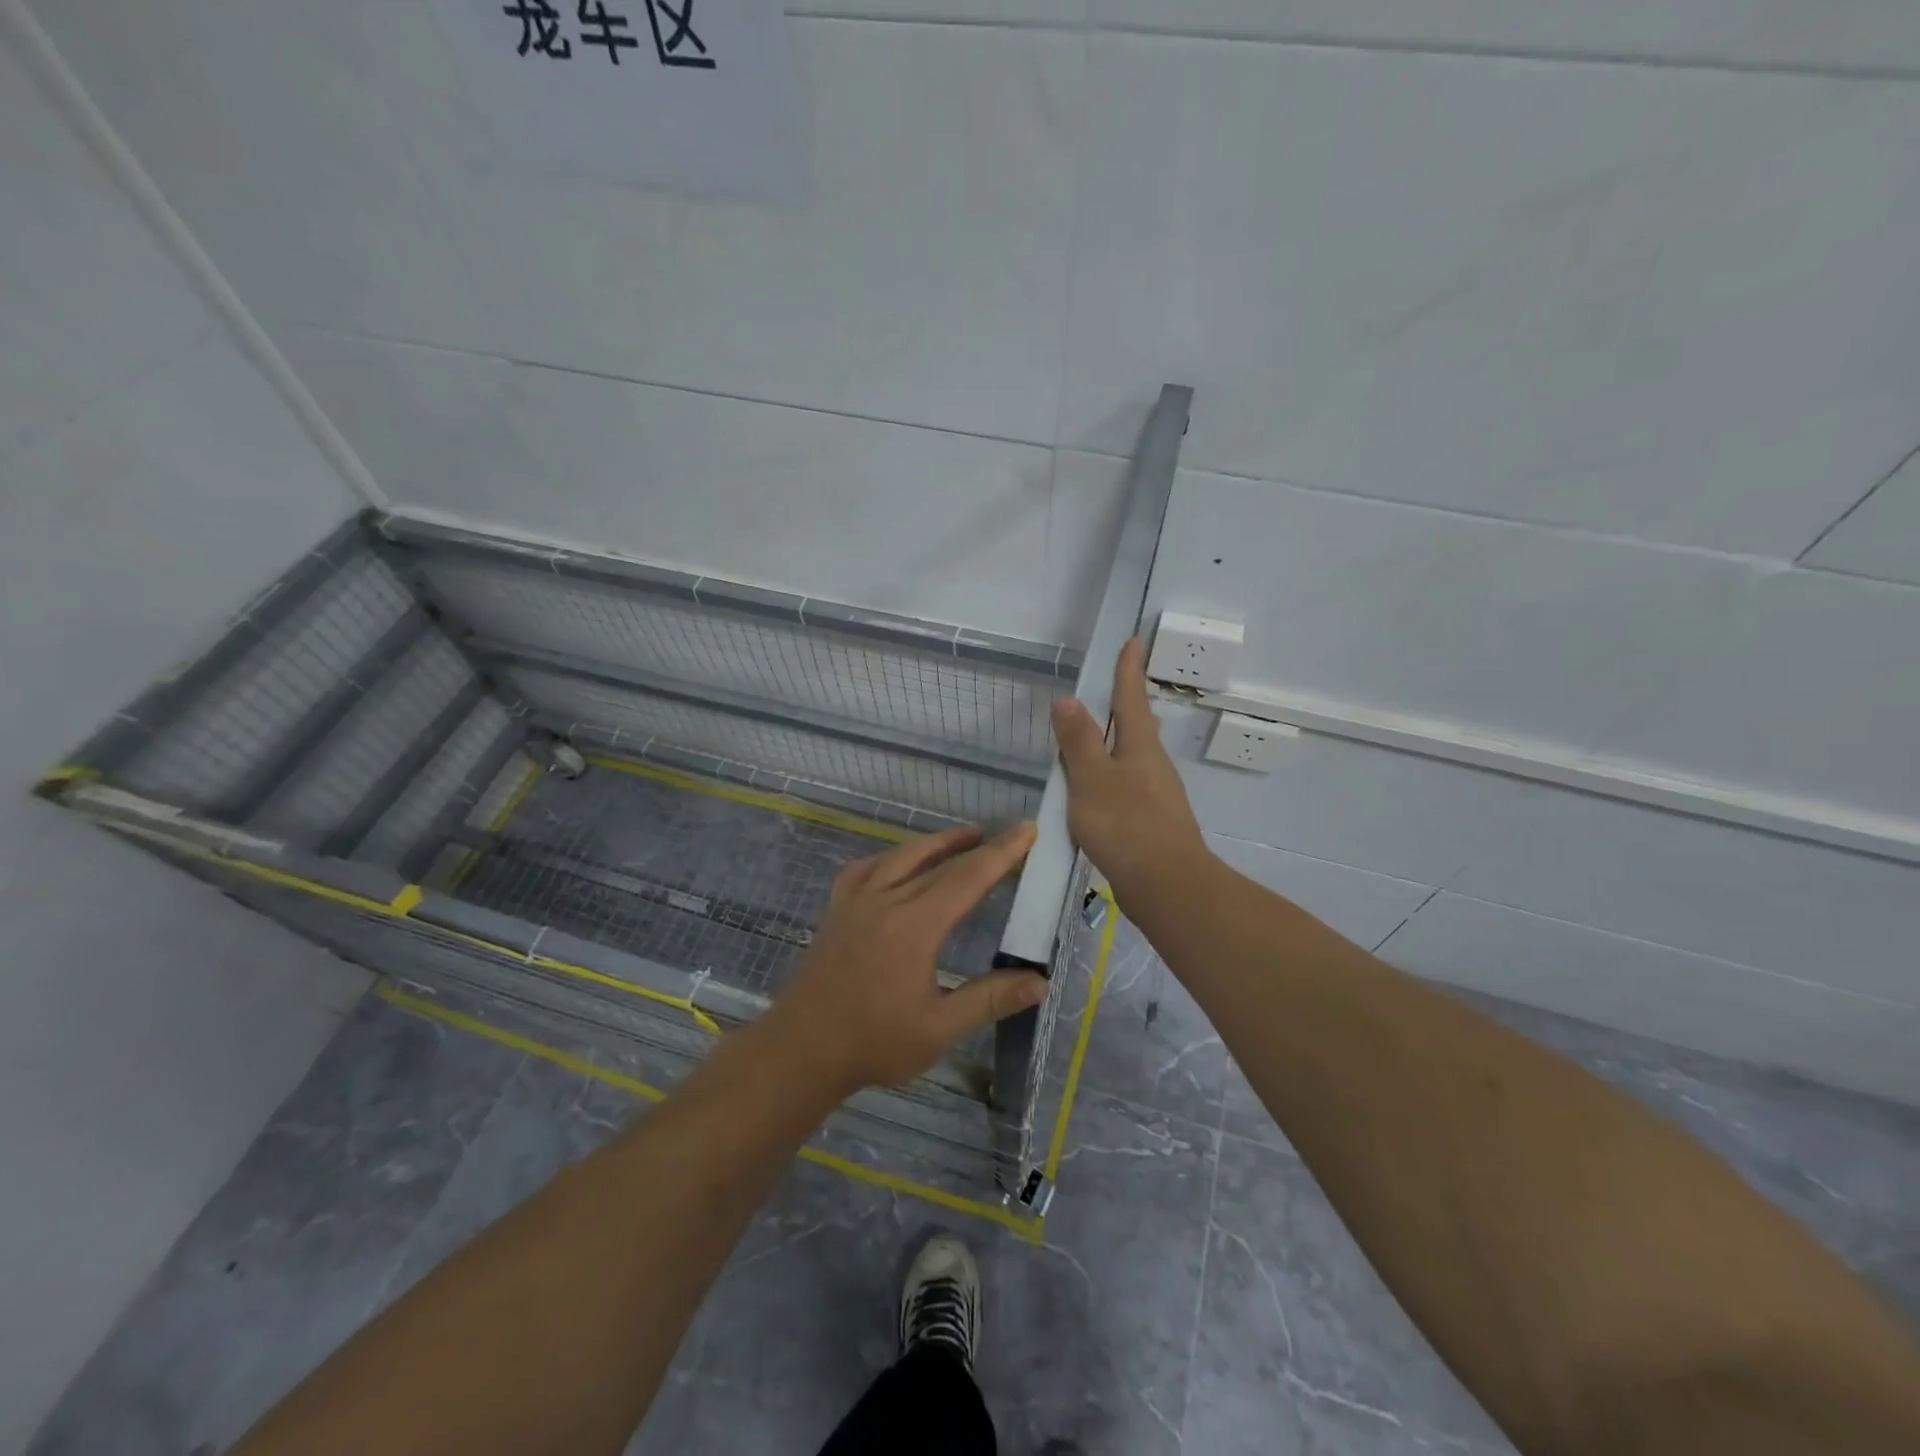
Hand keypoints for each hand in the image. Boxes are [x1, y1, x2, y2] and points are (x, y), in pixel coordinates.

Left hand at [764, 823, 1047, 1095]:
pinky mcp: (837, 908)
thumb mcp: (939, 1028)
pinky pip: (867, 867)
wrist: (800, 1049)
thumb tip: (1039, 981)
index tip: (1027, 829)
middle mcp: (886, 899)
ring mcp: (856, 900)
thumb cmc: (873, 1042)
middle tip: (1008, 834)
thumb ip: (990, 999)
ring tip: (965, 837)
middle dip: (979, 845)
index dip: (1001, 852)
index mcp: (915, 925)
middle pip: (940, 862)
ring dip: (937, 843)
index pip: (968, 878)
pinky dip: (891, 856)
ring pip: (902, 855)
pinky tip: (898, 862)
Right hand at [1051, 637, 1209, 905]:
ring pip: (1137, 758)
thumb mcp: (1091, 779)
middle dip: (1127, 706)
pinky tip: (1102, 794)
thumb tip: (1068, 699)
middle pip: (1139, 727)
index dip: (1128, 669)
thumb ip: (1078, 741)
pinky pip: (1132, 787)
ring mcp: (1158, 795)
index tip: (1133, 641)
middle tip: (1115, 690)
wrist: (1167, 886)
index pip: (1131, 697)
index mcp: (1140, 746)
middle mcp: (1154, 765)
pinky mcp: (1154, 822)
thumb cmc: (1126, 825)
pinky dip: (1115, 778)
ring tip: (1100, 740)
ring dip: (1120, 743)